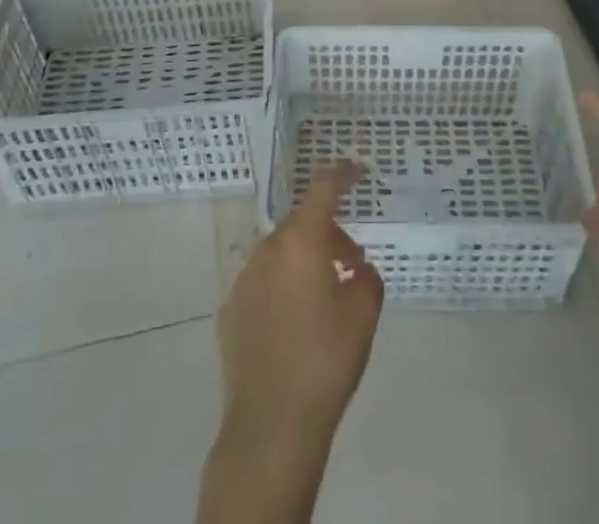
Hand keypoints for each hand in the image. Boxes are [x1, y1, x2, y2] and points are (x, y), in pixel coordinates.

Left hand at [217, 161, 383, 443]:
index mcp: (301, 240)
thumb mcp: (363, 316)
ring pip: (282, 253)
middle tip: (352, 264)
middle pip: (303, 223)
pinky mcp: (231, 311)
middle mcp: (268, 249)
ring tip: (325, 298)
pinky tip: (295, 325)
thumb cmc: (324, 362)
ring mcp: (244, 279)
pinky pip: (264, 283)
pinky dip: (283, 288)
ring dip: (305, 261)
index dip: (343, 174)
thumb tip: (356, 270)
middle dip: (329, 234)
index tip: (358, 169)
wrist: (269, 428)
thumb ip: (367, 279)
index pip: (324, 188)